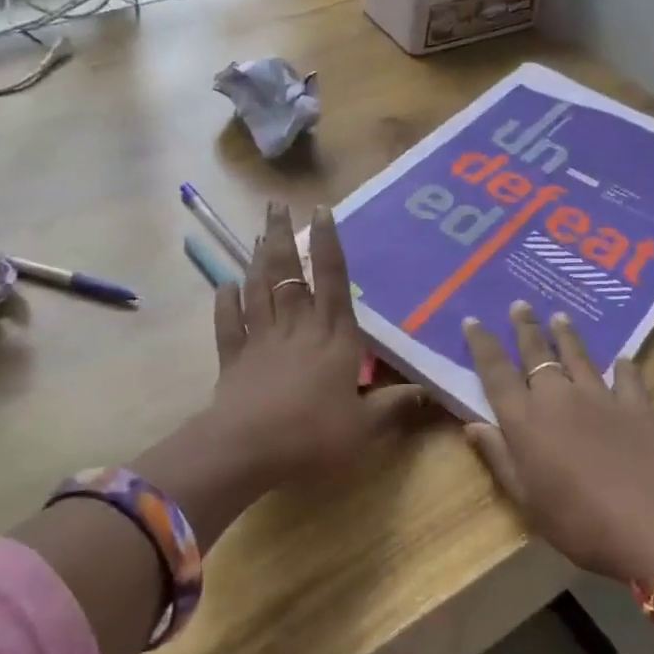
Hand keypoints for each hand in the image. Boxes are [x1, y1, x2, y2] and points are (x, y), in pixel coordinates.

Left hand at [203, 202, 424, 488]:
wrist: (248, 449)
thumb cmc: (313, 435)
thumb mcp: (364, 427)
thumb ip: (393, 407)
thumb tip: (428, 392)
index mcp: (333, 337)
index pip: (333, 280)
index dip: (328, 243)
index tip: (321, 210)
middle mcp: (297, 328)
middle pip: (289, 274)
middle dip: (284, 236)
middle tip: (276, 205)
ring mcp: (261, 340)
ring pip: (259, 289)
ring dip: (259, 259)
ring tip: (261, 233)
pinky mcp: (234, 358)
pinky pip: (228, 323)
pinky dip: (226, 301)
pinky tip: (225, 284)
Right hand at [462, 302, 653, 584]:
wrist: (653, 528)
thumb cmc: (578, 521)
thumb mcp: (525, 499)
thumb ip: (498, 457)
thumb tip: (471, 424)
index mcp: (524, 419)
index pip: (496, 372)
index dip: (483, 345)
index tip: (473, 320)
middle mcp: (558, 397)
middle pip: (537, 354)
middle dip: (526, 328)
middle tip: (519, 304)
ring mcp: (601, 398)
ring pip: (578, 357)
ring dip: (567, 335)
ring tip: (559, 315)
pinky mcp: (637, 408)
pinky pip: (628, 378)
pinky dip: (624, 367)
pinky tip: (624, 358)